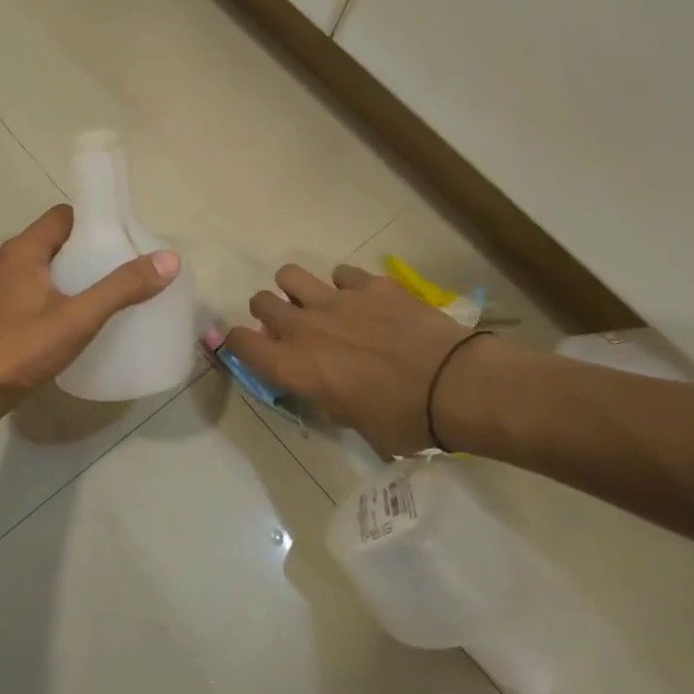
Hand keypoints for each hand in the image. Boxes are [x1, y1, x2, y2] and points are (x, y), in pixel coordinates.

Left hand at [0, 204, 179, 441]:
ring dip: (71, 279)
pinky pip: (32, 298)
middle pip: (54, 244)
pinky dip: (55, 301)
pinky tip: (75, 326)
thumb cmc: (18, 349)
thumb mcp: (77, 318)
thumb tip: (169, 260)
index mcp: (22, 251)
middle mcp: (5, 264)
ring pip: (42, 273)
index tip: (127, 238)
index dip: (95, 221)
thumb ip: (121, 289)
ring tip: (107, 297)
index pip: (63, 216)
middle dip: (88, 253)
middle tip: (125, 270)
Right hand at [223, 263, 489, 456]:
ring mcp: (336, 299)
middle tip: (291, 327)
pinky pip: (342, 273)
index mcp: (292, 366)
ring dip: (297, 290)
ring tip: (318, 304)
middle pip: (261, 301)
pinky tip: (364, 301)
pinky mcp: (370, 284)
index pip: (239, 342)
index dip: (239, 344)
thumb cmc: (400, 419)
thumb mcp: (349, 420)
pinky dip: (346, 286)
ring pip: (290, 274)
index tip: (254, 349)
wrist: (455, 386)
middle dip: (269, 313)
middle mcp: (303, 326)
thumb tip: (319, 383)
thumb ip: (321, 395)